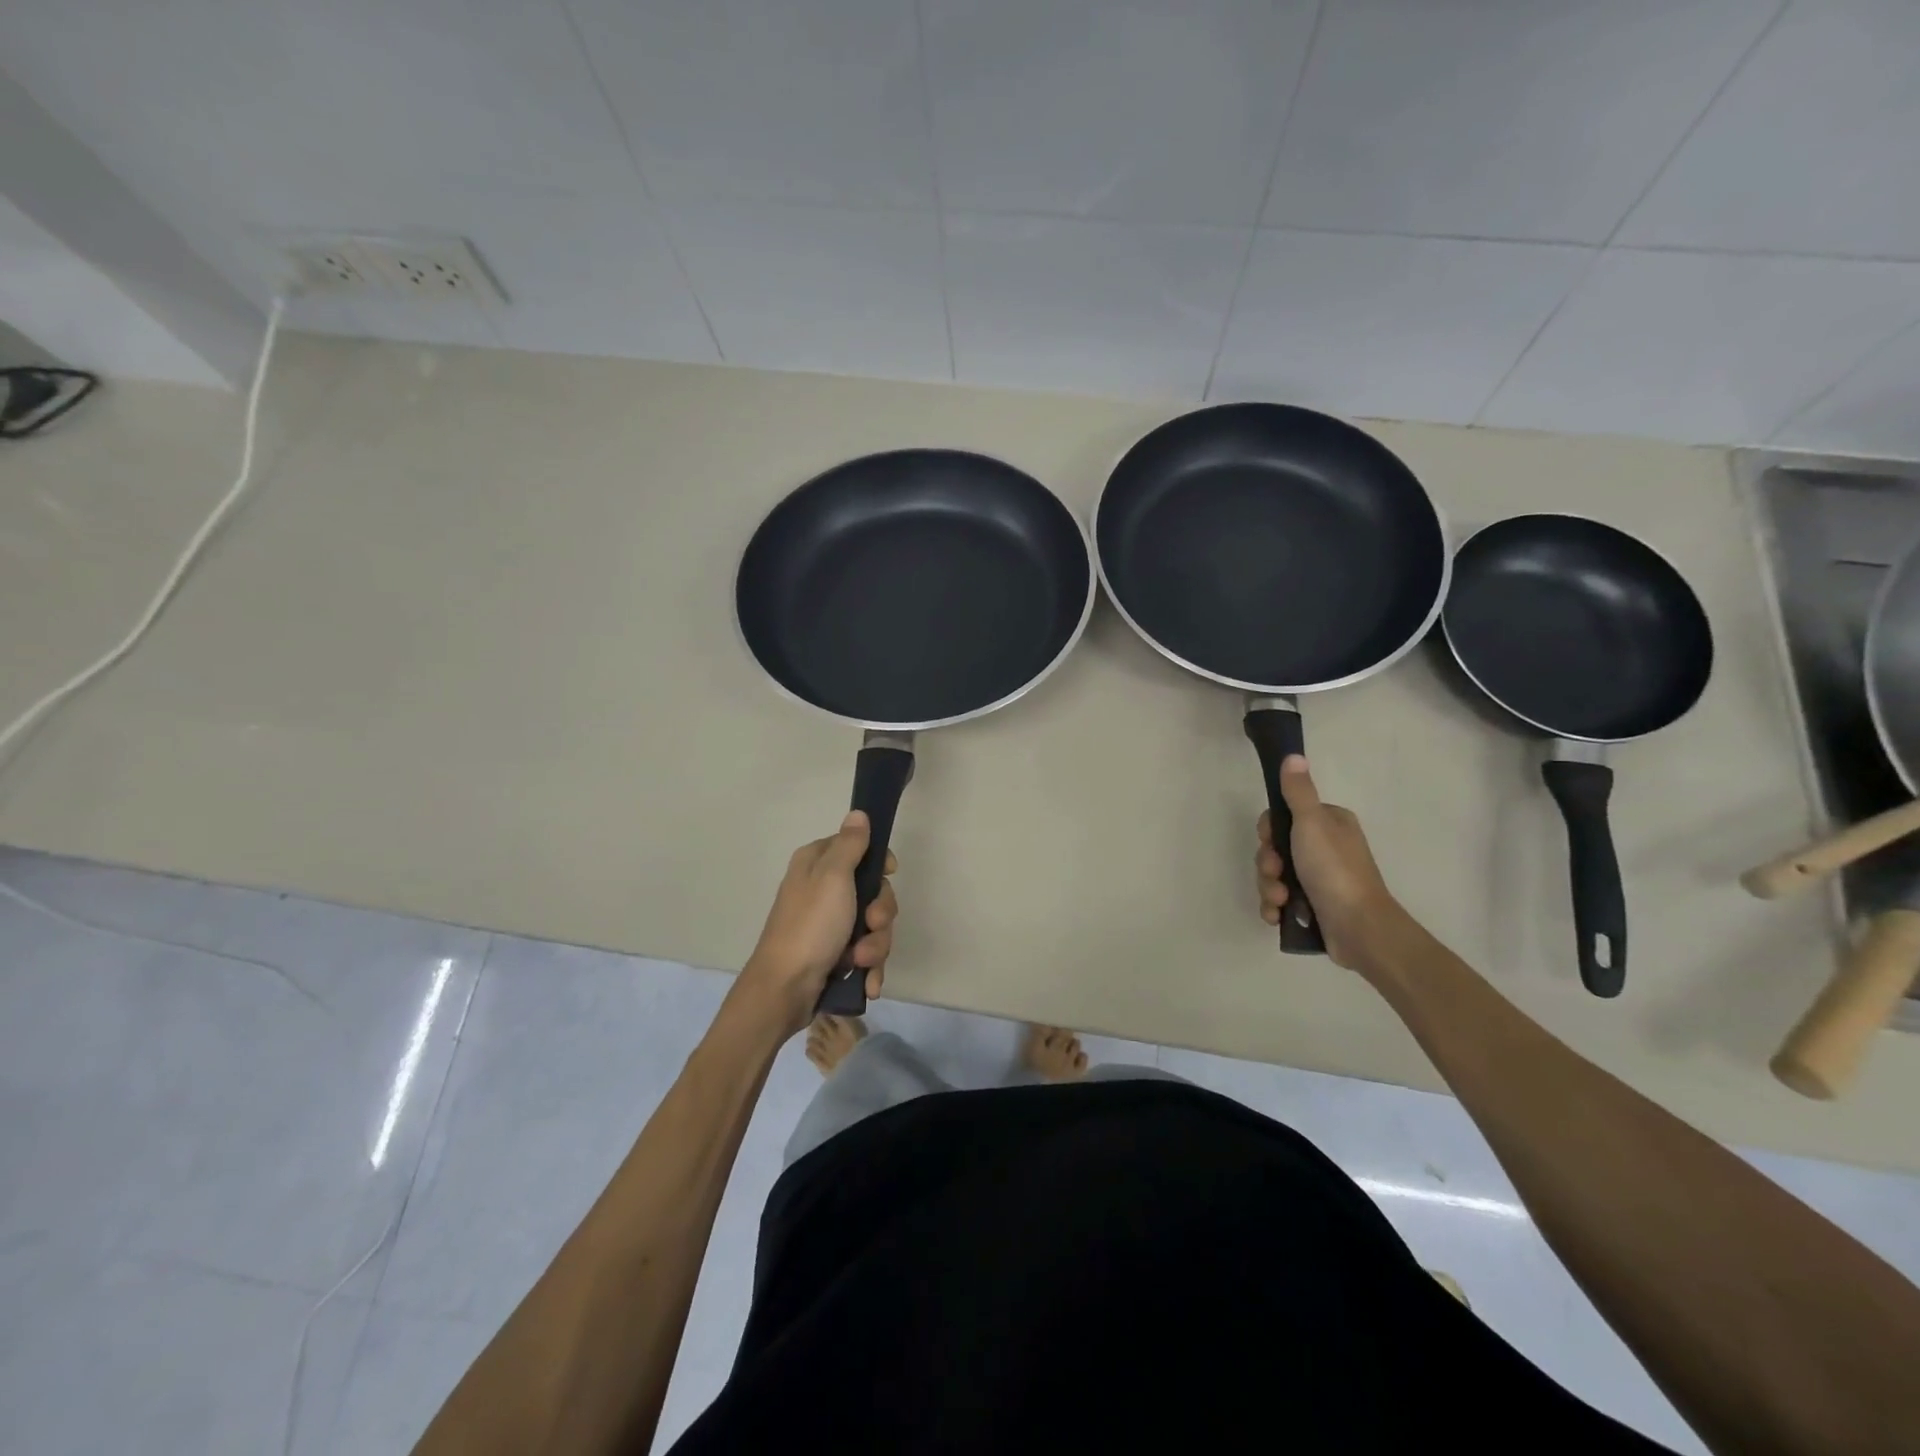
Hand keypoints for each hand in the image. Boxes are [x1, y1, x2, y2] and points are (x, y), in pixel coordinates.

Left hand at [735, 812, 897, 1034]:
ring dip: (875, 945)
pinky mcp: (834, 954)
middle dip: (880, 914)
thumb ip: (850, 844)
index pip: (859, 848)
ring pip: (873, 925)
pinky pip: (866, 953)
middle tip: (872, 924)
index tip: (890, 873)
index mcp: (817, 864)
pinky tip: (867, 982)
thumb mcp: (833, 877)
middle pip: (873, 891)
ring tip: (860, 961)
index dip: (879, 862)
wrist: (784, 990)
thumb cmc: (810, 926)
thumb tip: (858, 813)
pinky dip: (869, 968)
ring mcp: (829, 925)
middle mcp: (822, 890)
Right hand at [1255, 755, 1409, 974]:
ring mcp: (1319, 879)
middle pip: (1275, 848)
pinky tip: (1278, 915)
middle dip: (1268, 864)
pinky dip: (1275, 907)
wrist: (1360, 928)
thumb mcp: (1312, 823)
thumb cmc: (1335, 870)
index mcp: (1329, 824)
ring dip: (1269, 888)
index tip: (1270, 841)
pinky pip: (1281, 901)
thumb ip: (1298, 791)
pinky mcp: (1314, 906)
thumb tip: (1293, 756)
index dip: (1269, 831)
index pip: (1283, 817)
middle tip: (1276, 873)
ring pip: (1275, 876)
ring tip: (1281, 900)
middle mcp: (1325, 848)